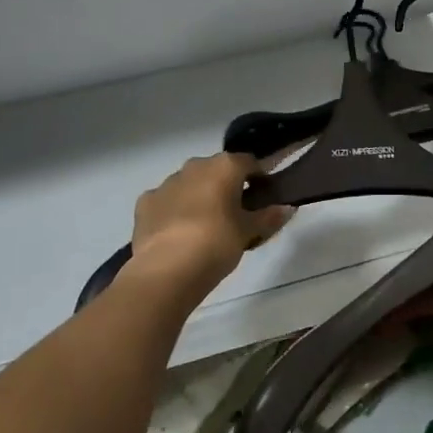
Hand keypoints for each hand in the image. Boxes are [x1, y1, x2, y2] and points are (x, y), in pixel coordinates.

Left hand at [131, 153, 293, 298]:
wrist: (167, 269)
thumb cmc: (217, 243)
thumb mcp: (249, 232)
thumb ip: (269, 217)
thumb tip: (288, 208)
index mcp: (224, 166)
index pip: (249, 162)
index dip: (259, 178)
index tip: (263, 196)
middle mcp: (195, 166)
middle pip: (217, 170)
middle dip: (226, 186)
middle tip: (235, 213)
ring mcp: (166, 183)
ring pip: (189, 183)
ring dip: (199, 196)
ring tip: (206, 226)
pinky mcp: (145, 203)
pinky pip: (166, 201)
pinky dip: (174, 210)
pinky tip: (178, 232)